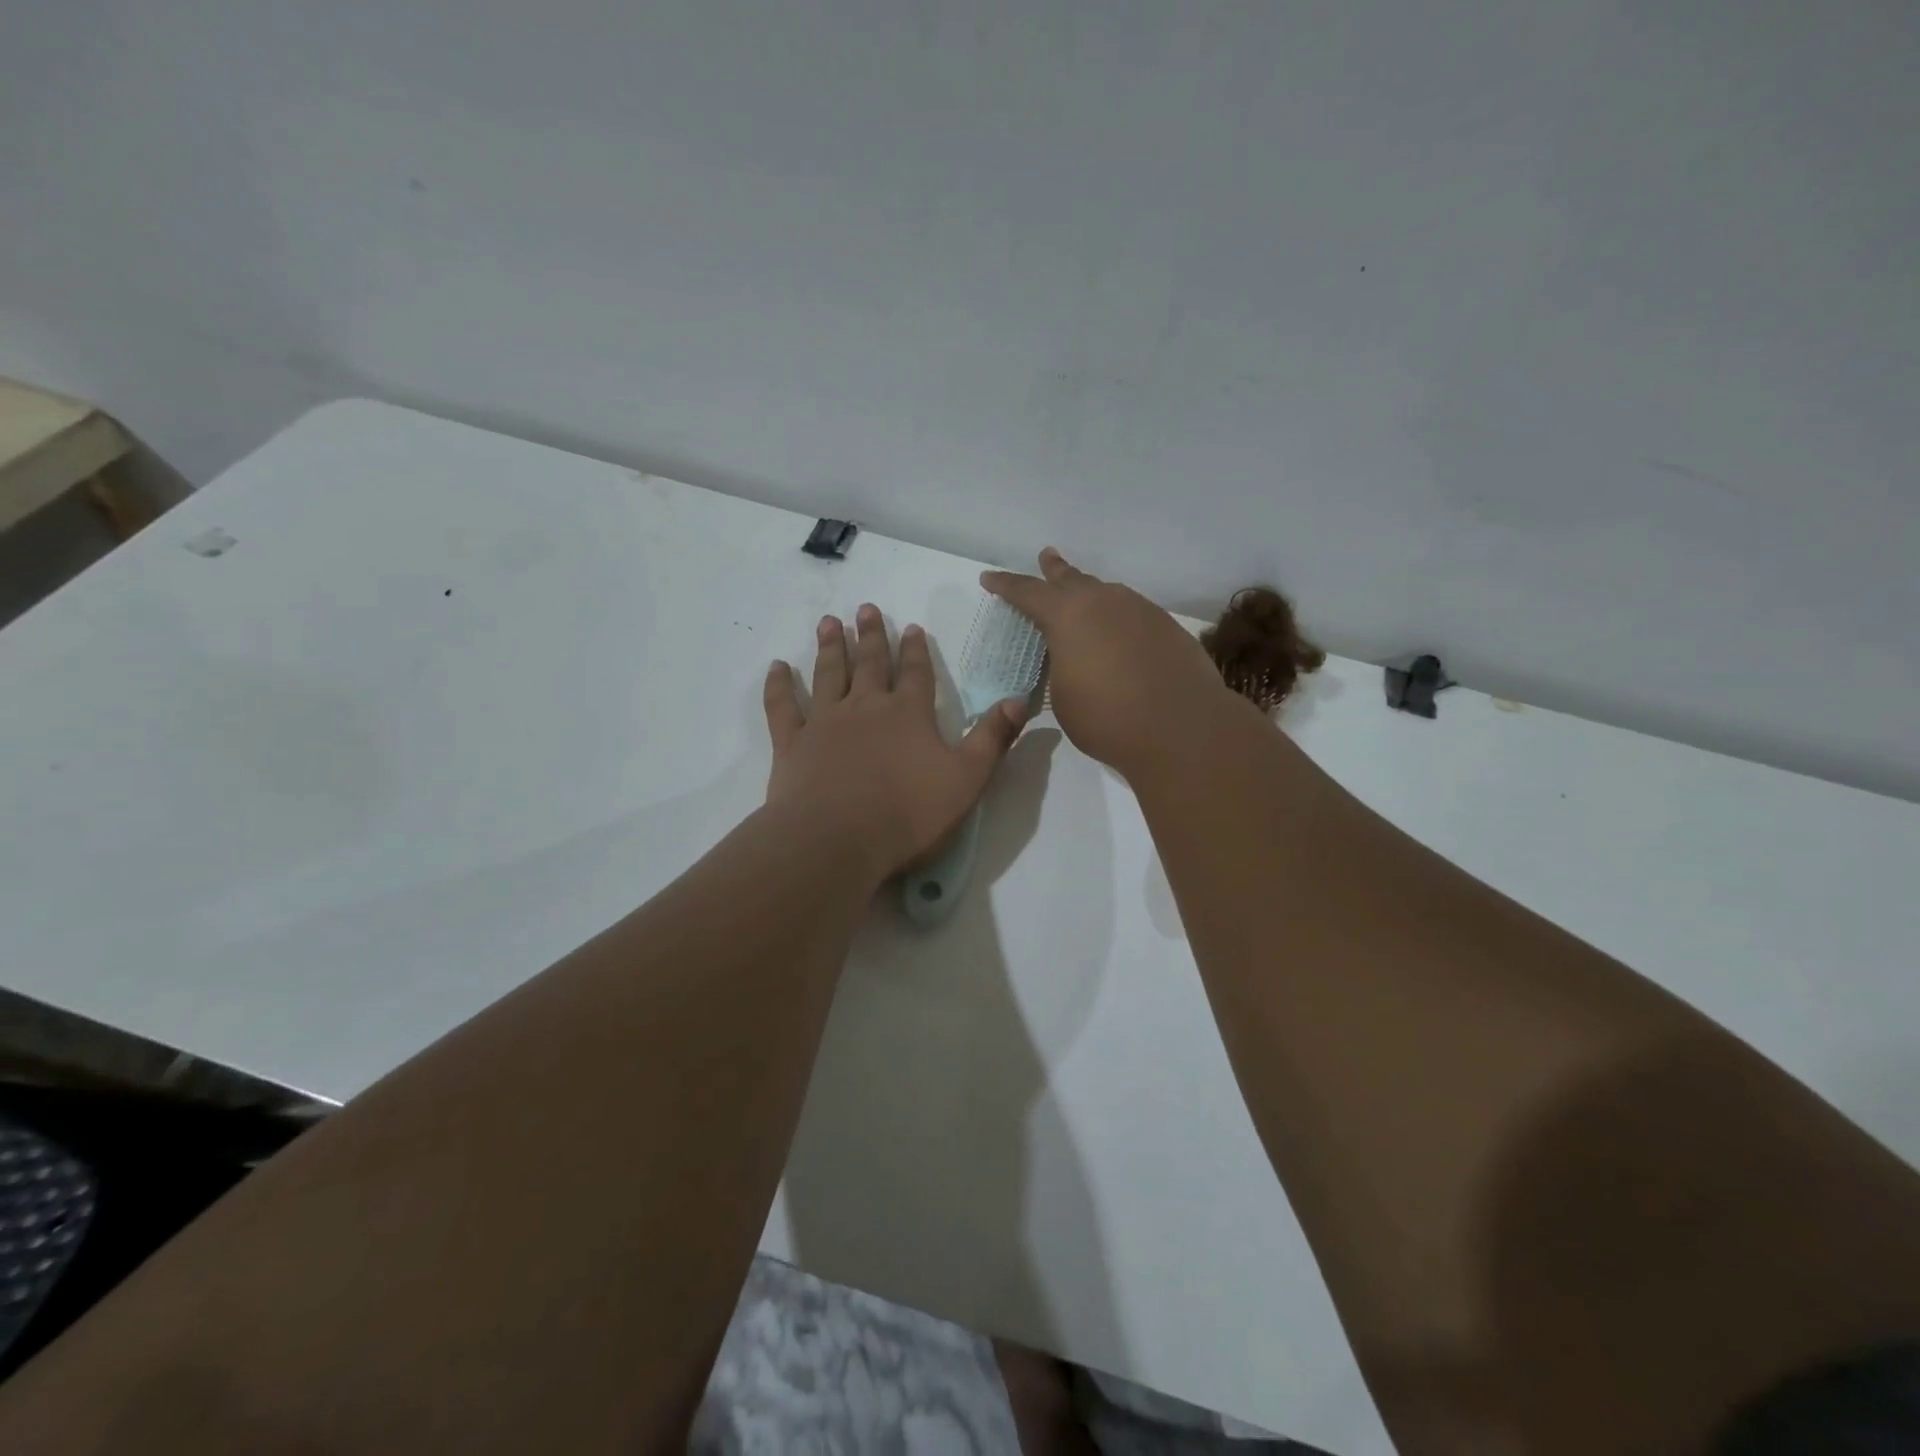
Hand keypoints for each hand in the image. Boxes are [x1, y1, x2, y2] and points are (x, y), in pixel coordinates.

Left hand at [763, 604, 1029, 879]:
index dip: (915, 649)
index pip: (915, 672)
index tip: (911, 626)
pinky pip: (783, 707)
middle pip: (869, 663)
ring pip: (828, 674)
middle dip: (870, 635)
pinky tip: (777, 667)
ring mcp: (825, 722)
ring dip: (829, 647)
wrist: (837, 839)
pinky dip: (779, 686)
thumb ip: (993, 738)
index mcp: (908, 713)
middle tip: (864, 608)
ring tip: (828, 622)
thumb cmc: (908, 813)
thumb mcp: (967, 778)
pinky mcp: (792, 743)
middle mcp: (865, 707)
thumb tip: (1019, 699)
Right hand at [982, 548, 1243, 779]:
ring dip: (1091, 595)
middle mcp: (1104, 601)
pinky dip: (1118, 620)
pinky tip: (1120, 636)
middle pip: (1072, 579)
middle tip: (1047, 556)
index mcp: (1067, 615)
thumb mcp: (1063, 696)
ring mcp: (1141, 610)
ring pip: (1107, 594)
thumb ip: (1061, 667)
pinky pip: (1133, 614)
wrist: (1182, 727)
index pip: (1027, 592)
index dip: (1005, 586)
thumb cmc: (1107, 716)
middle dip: (1054, 570)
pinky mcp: (1167, 627)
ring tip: (1084, 599)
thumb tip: (1072, 658)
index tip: (989, 578)